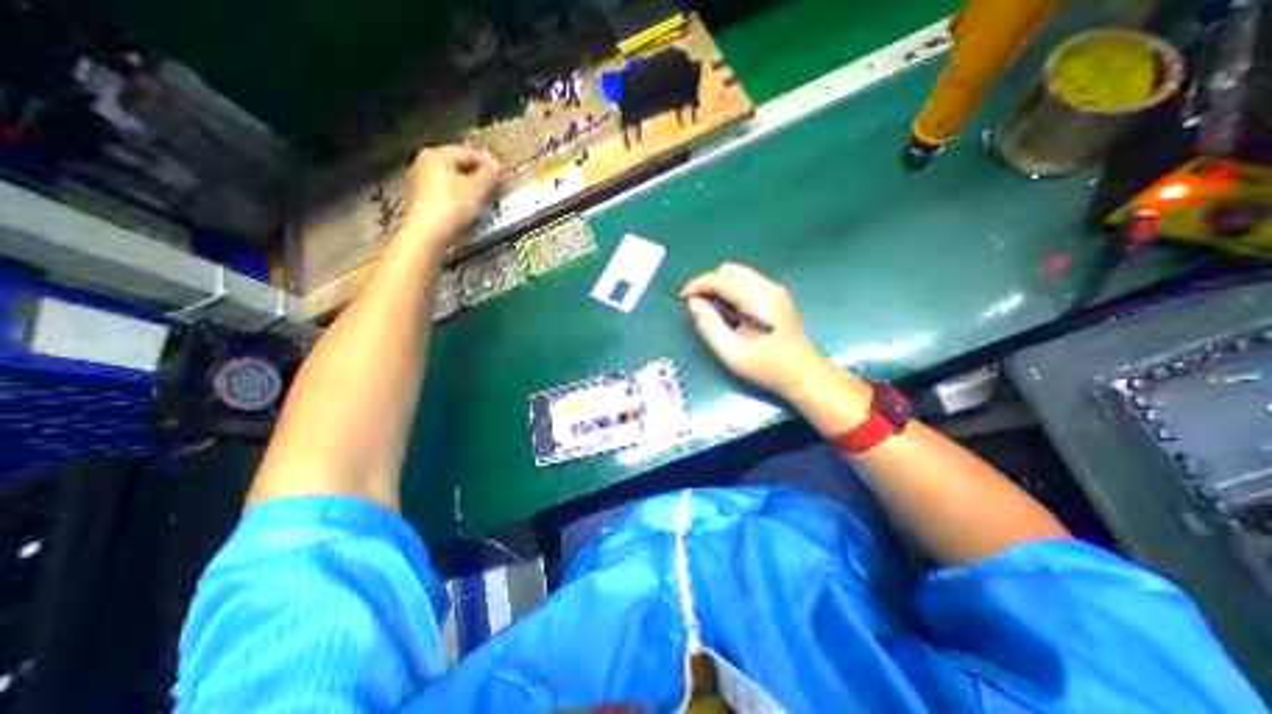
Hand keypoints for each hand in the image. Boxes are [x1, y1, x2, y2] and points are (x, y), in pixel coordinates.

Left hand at [406, 143, 507, 243]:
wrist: (427, 233)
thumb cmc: (453, 206)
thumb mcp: (476, 189)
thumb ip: (489, 174)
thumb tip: (499, 163)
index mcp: (438, 154)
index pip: (470, 152)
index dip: (490, 163)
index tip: (505, 177)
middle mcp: (427, 161)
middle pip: (461, 163)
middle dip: (481, 175)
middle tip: (497, 188)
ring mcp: (423, 179)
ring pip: (455, 177)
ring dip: (473, 186)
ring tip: (487, 199)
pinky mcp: (424, 196)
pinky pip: (448, 189)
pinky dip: (462, 195)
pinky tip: (471, 206)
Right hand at [682, 266, 843, 405]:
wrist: (804, 375)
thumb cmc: (767, 367)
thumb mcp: (731, 353)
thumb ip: (709, 326)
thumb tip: (693, 303)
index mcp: (759, 300)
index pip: (721, 280)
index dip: (697, 285)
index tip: (682, 298)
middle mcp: (769, 288)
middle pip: (730, 270)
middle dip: (708, 283)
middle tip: (696, 304)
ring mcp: (776, 290)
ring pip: (739, 273)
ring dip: (719, 285)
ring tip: (709, 307)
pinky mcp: (777, 296)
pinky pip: (747, 282)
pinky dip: (731, 290)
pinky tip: (728, 310)